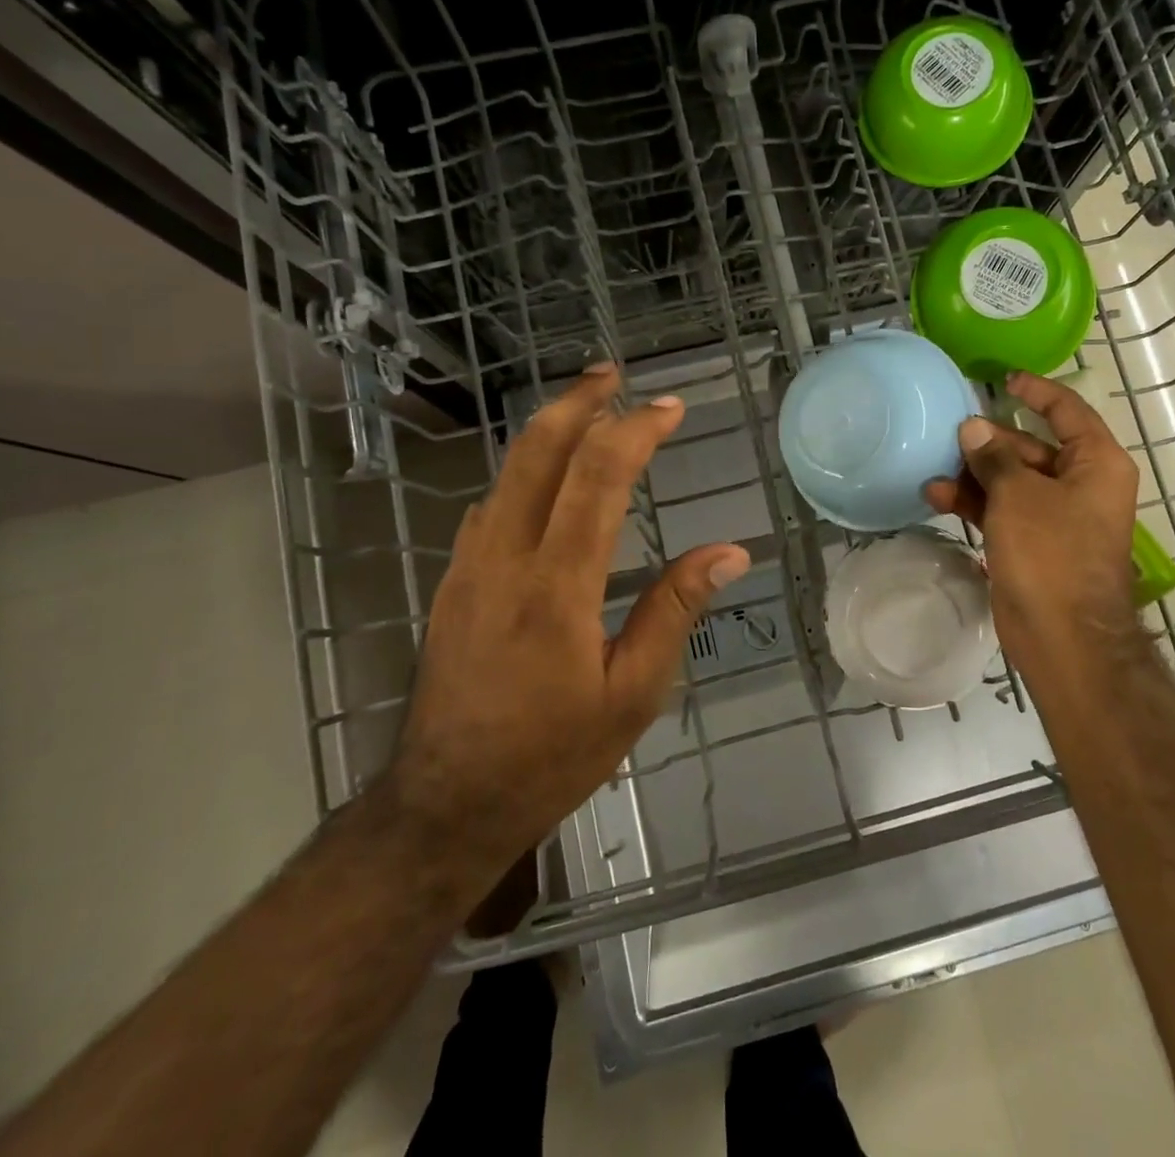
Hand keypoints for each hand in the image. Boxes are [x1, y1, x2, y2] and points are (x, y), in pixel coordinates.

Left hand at [389, 365, 749, 869]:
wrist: (445, 802)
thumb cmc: (552, 753)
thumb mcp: (633, 693)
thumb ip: (675, 610)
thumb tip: (729, 552)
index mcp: (557, 584)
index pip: (599, 477)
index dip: (637, 431)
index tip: (672, 408)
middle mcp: (505, 557)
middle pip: (537, 451)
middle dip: (578, 402)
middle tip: (613, 372)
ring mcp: (469, 566)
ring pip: (508, 471)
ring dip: (550, 429)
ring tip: (589, 407)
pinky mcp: (453, 581)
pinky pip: (492, 503)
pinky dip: (525, 470)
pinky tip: (548, 477)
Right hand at [924, 372, 1143, 694]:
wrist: (1062, 635)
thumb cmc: (1050, 552)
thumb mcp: (1019, 495)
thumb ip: (995, 456)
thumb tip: (974, 428)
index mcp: (1096, 463)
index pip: (1067, 411)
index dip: (1036, 391)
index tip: (1002, 379)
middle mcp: (1081, 485)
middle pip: (1032, 447)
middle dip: (991, 441)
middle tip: (951, 433)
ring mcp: (1056, 517)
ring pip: (1012, 481)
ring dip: (975, 474)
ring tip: (935, 469)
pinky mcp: (1033, 544)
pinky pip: (1003, 510)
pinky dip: (975, 502)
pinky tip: (938, 496)